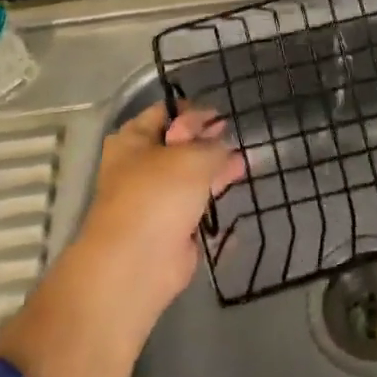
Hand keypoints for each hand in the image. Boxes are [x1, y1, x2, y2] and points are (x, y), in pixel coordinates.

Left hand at [74, 100, 245, 321]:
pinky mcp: (170, 226)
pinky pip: (196, 204)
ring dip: (214, 167)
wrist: (137, 264)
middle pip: (178, 144)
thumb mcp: (193, 157)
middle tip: (234, 138)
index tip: (220, 116)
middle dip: (207, 140)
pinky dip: (213, 196)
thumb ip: (213, 145)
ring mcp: (155, 197)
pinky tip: (236, 187)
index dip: (193, 111)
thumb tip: (221, 144)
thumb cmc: (158, 195)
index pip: (165, 112)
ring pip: (189, 175)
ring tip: (243, 162)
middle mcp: (141, 165)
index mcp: (133, 140)